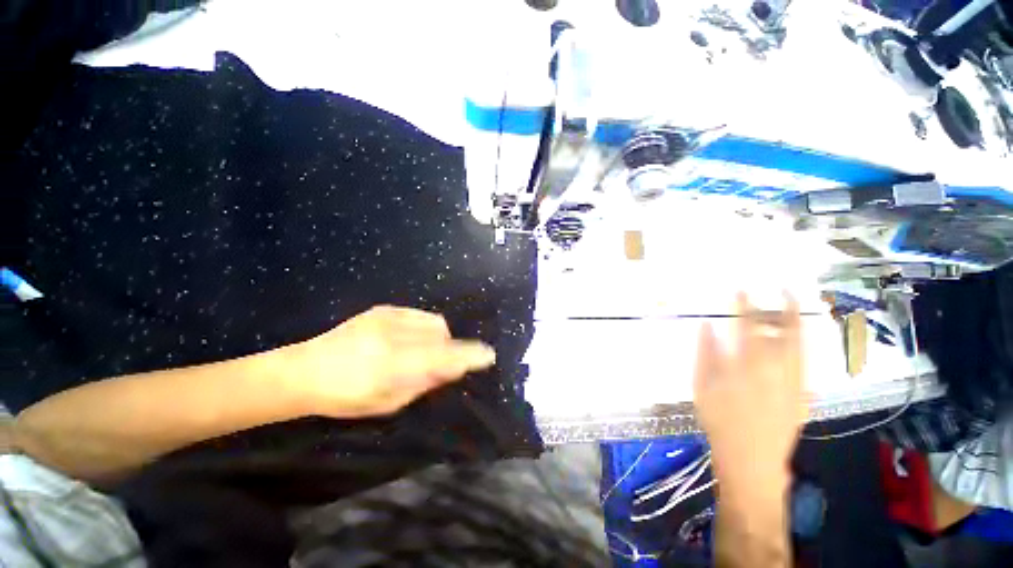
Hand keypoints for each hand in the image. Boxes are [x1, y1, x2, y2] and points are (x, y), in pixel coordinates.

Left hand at [271, 306, 496, 417]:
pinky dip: (426, 327)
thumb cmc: (345, 397)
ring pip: (434, 322)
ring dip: (439, 338)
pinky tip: (411, 339)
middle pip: (442, 335)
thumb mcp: (388, 402)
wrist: (304, 370)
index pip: (443, 356)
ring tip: (423, 351)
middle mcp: (393, 335)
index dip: (469, 355)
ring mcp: (387, 317)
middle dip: (450, 349)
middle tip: (441, 364)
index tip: (488, 356)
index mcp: (392, 364)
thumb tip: (453, 367)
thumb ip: (425, 382)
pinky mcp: (383, 309)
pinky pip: (420, 315)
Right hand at [693, 293, 805, 494]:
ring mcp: (794, 381)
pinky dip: (803, 343)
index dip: (744, 305)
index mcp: (745, 364)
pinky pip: (806, 361)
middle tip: (783, 288)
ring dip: (798, 321)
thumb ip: (704, 352)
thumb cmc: (718, 419)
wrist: (751, 457)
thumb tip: (707, 326)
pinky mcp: (805, 393)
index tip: (741, 289)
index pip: (745, 326)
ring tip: (795, 303)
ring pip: (801, 344)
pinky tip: (797, 337)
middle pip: (783, 331)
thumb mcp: (700, 385)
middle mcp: (775, 368)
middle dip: (783, 306)